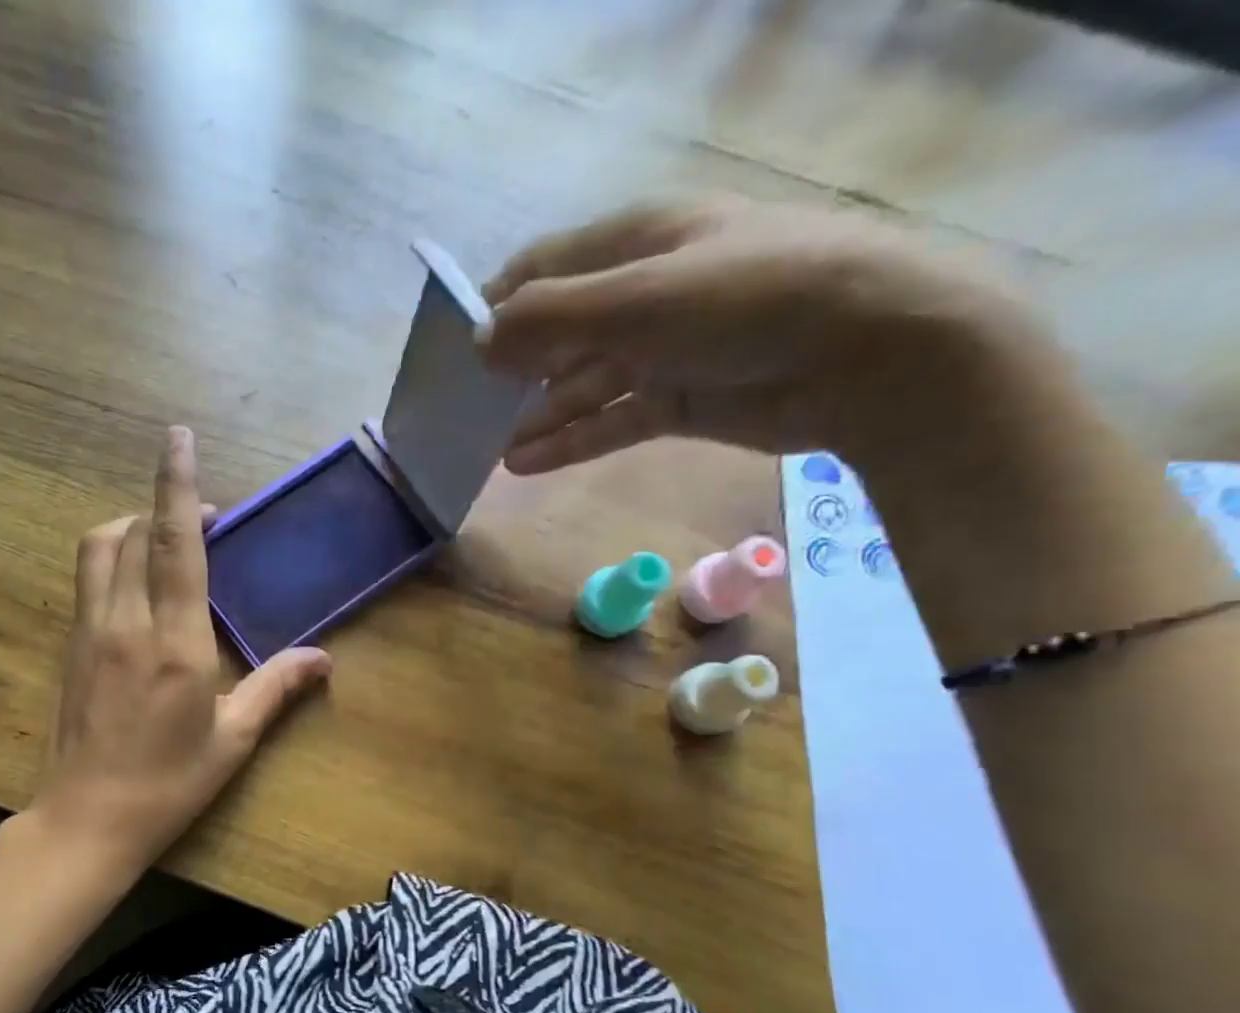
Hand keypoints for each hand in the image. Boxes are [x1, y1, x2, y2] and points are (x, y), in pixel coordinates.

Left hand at [26, 427, 331, 871]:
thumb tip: (324, 658)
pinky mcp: (69, 648)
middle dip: (165, 508)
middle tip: (206, 522)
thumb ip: (276, 688)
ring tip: (165, 542)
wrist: (86, 821)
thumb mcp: (232, 740)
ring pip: (100, 550)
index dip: (178, 486)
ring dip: (131, 527)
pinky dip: (112, 559)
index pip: (177, 544)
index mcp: (175, 643)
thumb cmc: (168, 785)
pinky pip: (88, 580)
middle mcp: (125, 624)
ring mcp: (89, 633)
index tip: (179, 437)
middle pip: (134, 533)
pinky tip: (137, 586)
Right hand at [478, 198, 1042, 471]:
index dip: (497, 304)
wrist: (867, 350)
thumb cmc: (749, 298)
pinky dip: (569, 441)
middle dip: (512, 368)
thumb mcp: (640, 297)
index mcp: (637, 241)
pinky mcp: (678, 400)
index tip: (452, 350)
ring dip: (536, 415)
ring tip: (490, 450)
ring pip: (581, 384)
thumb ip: (551, 317)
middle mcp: (645, 291)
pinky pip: (608, 420)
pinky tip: (525, 463)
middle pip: (559, 331)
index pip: (545, 266)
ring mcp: (662, 349)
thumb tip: (477, 340)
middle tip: (464, 411)